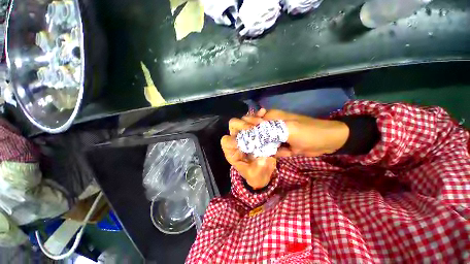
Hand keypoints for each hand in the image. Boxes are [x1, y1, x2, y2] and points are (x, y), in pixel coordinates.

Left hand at [221, 112, 276, 189]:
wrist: (264, 171)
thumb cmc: (256, 175)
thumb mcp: (255, 176)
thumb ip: (258, 169)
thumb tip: (264, 159)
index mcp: (233, 152)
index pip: (226, 141)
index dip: (232, 140)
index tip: (244, 141)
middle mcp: (237, 140)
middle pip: (233, 126)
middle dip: (242, 125)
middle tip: (253, 127)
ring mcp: (246, 134)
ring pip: (243, 120)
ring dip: (251, 119)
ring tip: (261, 121)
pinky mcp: (254, 131)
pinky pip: (254, 120)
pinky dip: (258, 116)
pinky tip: (263, 113)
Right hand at [244, 109, 349, 156]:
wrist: (328, 142)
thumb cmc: (308, 132)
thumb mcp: (288, 129)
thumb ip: (269, 128)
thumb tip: (250, 128)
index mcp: (272, 118)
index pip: (252, 120)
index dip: (244, 127)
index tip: (237, 136)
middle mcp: (272, 126)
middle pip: (256, 132)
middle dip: (250, 139)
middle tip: (243, 148)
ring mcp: (276, 136)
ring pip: (263, 142)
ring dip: (258, 148)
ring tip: (250, 155)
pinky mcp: (281, 145)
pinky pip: (271, 149)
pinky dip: (269, 153)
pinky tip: (263, 158)